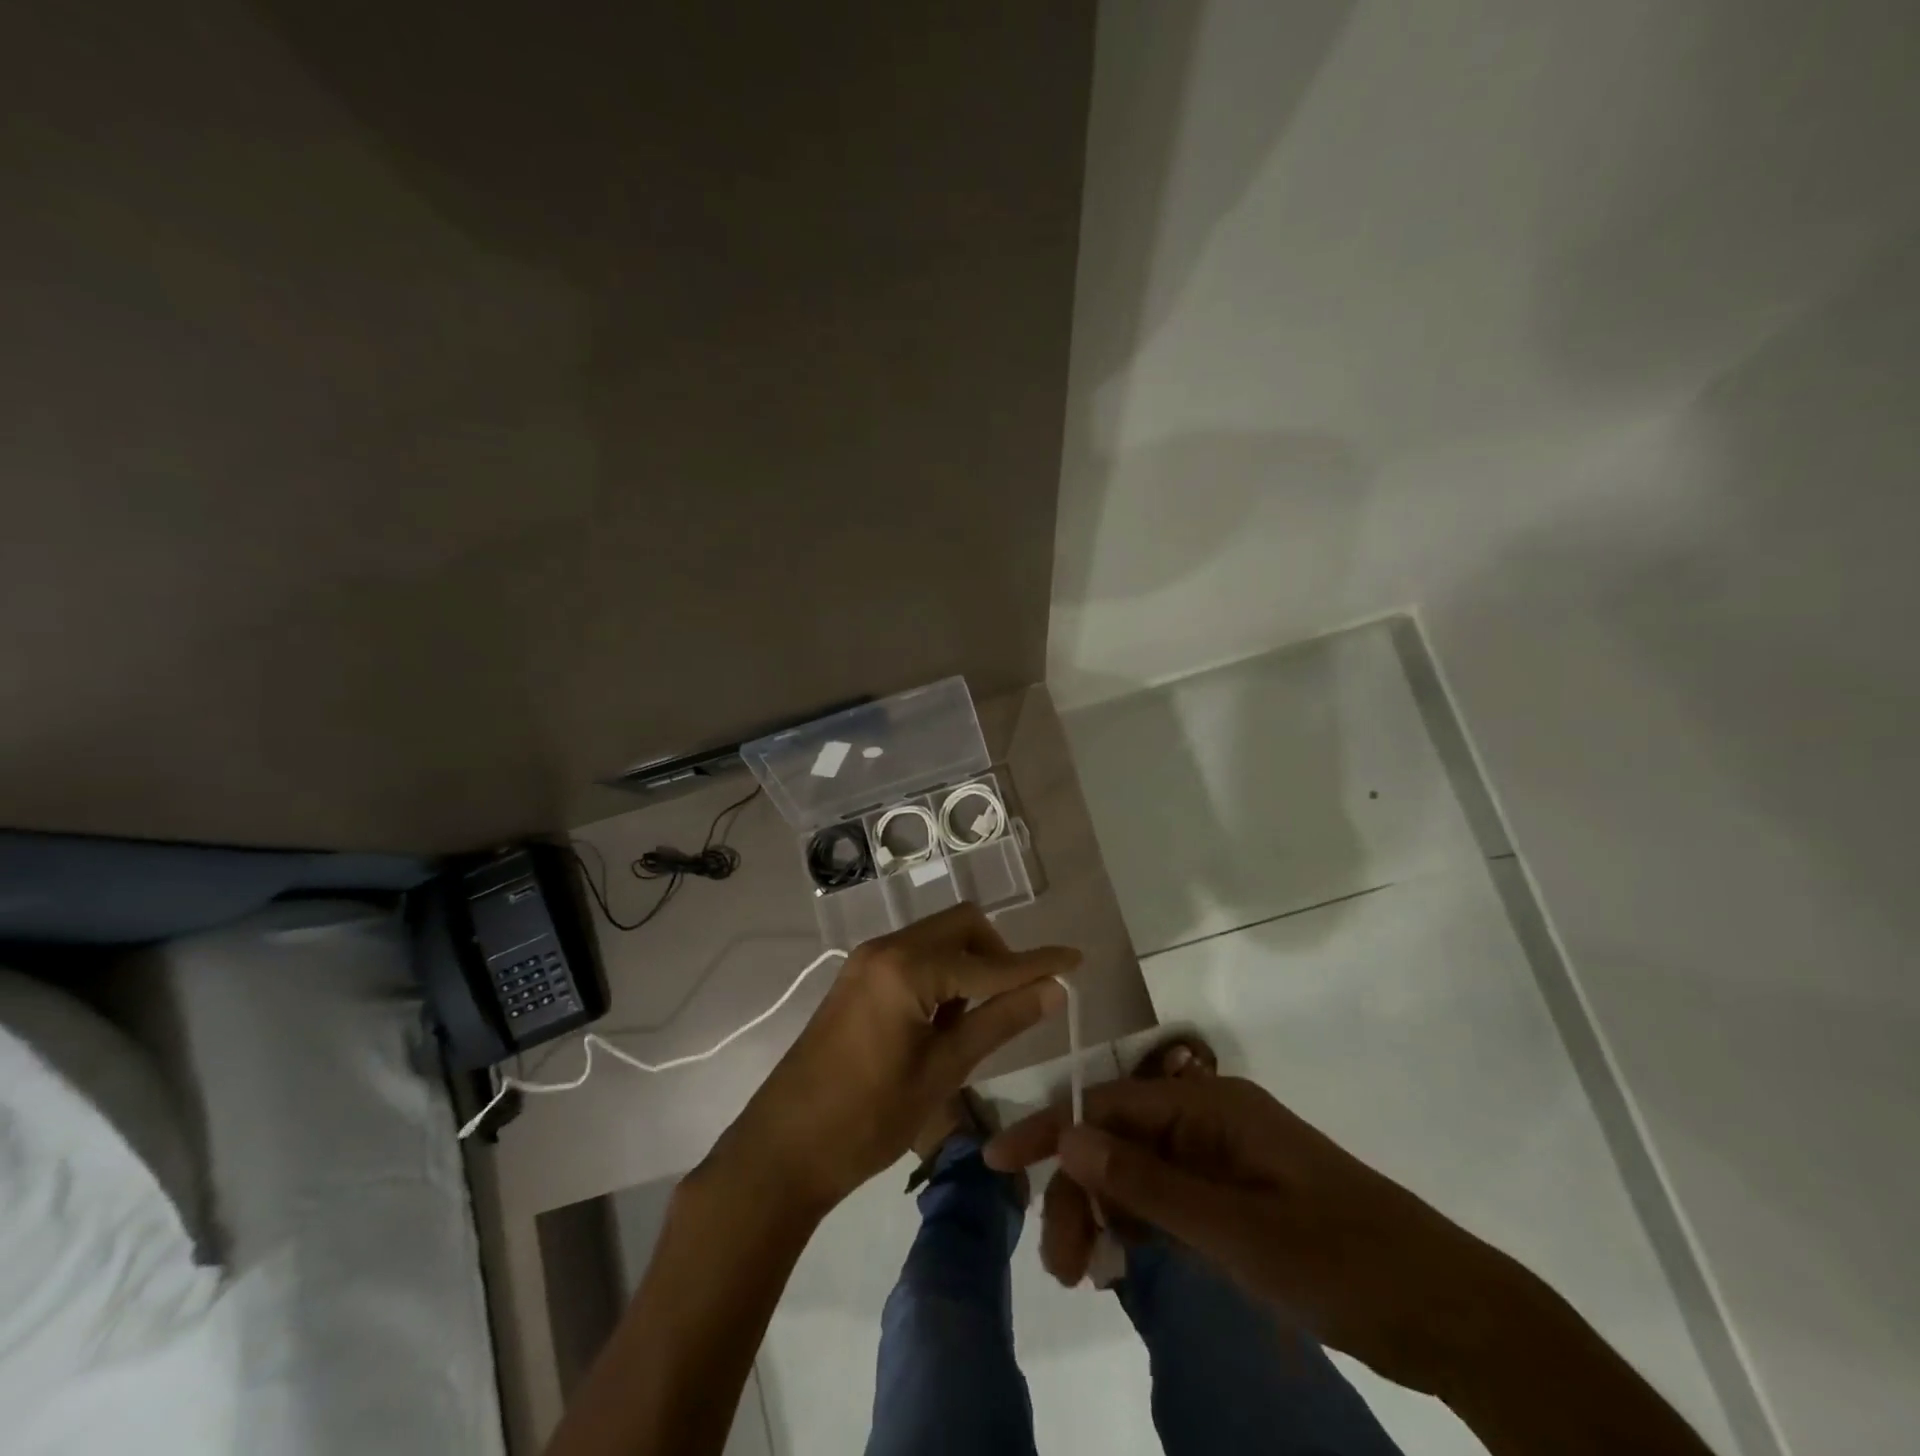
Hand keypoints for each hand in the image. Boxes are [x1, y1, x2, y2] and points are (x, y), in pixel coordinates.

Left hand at [704, 904, 1078, 1216]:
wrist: (782, 1149)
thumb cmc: (866, 1120)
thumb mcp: (942, 1072)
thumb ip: (998, 1022)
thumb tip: (1053, 990)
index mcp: (907, 969)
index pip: (989, 961)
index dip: (1037, 963)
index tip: (1077, 959)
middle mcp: (886, 948)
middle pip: (961, 926)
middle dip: (998, 954)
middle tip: (1016, 1002)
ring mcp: (868, 960)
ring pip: (938, 938)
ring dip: (969, 964)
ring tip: (976, 1021)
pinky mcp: (859, 977)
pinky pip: (915, 955)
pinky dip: (942, 973)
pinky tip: (944, 1019)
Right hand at [985, 1073, 1537, 1396]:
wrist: (1450, 1315)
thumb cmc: (1342, 1261)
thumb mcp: (1236, 1231)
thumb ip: (1147, 1182)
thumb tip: (1066, 1134)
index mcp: (1209, 1104)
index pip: (1108, 1103)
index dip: (1051, 1130)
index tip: (997, 1161)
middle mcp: (1208, 1118)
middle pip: (1117, 1139)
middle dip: (1079, 1190)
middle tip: (1061, 1266)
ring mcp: (1221, 1158)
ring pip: (1137, 1172)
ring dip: (1103, 1212)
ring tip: (1084, 1273)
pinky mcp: (1233, 1197)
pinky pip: (1167, 1199)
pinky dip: (1137, 1226)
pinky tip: (1119, 1262)